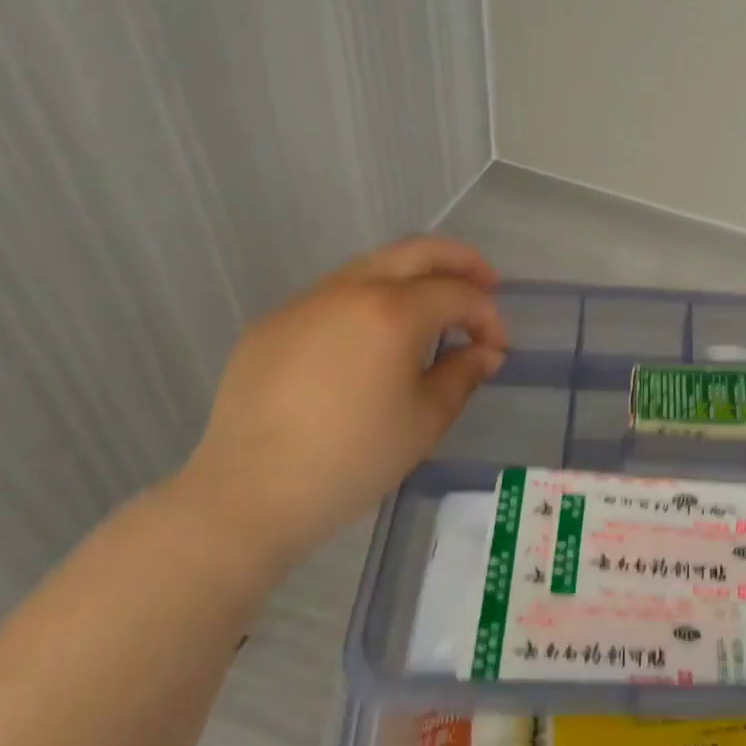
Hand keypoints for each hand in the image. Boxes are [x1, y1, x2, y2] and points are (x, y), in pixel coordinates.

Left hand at [180, 236, 507, 570]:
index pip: (457, 294)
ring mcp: (305, 302)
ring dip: (411, 278)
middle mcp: (349, 290)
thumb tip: (485, 352)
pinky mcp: (272, 324)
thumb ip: (463, 374)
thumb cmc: (352, 459)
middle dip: (459, 261)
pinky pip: (332, 296)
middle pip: (417, 250)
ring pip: (371, 267)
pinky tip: (368, 342)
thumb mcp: (425, 420)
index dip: (487, 315)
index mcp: (393, 311)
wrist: (248, 495)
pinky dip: (366, 302)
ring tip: (429, 311)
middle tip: (484, 282)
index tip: (497, 347)